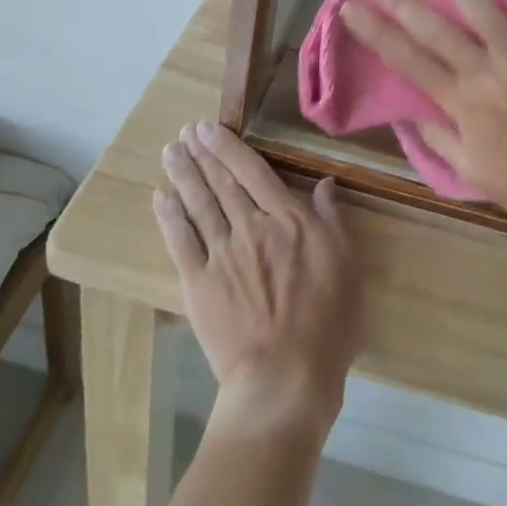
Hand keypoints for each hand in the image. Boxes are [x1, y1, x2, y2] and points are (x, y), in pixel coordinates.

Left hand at [154, 121, 361, 432]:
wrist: (285, 377)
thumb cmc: (327, 322)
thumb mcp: (346, 264)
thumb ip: (332, 220)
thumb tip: (325, 183)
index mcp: (287, 219)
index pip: (253, 171)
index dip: (229, 147)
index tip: (210, 128)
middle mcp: (250, 226)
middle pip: (221, 182)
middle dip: (202, 153)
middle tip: (186, 130)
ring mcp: (221, 254)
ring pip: (199, 204)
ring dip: (184, 175)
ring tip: (170, 151)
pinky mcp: (199, 284)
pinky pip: (181, 242)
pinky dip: (169, 217)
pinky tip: (161, 197)